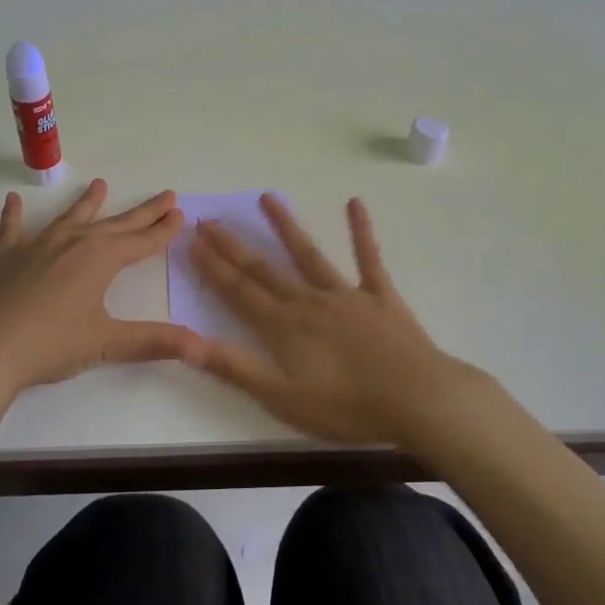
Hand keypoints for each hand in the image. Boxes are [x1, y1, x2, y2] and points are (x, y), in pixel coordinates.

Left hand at [0, 179, 202, 397]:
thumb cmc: (51, 344)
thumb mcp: (106, 344)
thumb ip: (154, 341)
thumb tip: (202, 347)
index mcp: (101, 259)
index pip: (142, 241)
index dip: (163, 230)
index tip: (180, 214)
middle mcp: (73, 243)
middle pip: (116, 224)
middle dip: (143, 212)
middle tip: (166, 195)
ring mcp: (37, 246)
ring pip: (70, 218)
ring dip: (88, 203)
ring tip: (100, 185)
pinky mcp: (6, 256)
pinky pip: (12, 229)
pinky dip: (14, 214)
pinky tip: (13, 200)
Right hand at [189, 195, 496, 447]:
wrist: (417, 398)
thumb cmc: (347, 406)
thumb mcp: (281, 397)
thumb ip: (234, 367)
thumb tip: (187, 342)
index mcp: (284, 327)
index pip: (239, 291)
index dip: (213, 267)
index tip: (192, 241)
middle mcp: (309, 301)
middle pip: (264, 269)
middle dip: (234, 246)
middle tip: (210, 220)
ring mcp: (347, 294)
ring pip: (309, 254)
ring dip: (286, 226)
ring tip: (267, 198)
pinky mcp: (380, 296)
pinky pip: (369, 258)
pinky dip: (361, 231)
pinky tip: (355, 203)